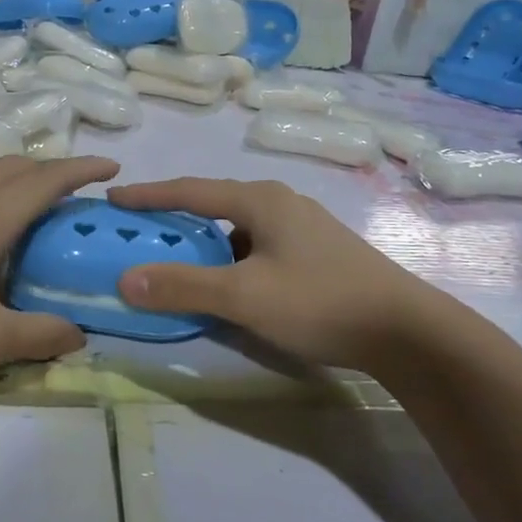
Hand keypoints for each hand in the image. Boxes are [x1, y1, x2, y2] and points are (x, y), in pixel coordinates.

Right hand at [110, 177, 462, 371]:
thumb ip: (183, 286)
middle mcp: (281, 204)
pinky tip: (227, 286)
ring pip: (237, 230)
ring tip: (176, 262)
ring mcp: (303, 228)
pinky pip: (257, 248)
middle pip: (213, 205)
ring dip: (204, 244)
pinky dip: (230, 260)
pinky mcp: (317, 254)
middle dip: (175, 219)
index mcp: (260, 200)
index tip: (113, 198)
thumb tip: (124, 279)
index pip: (190, 190)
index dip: (149, 195)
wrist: (407, 332)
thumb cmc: (320, 301)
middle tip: (140, 234)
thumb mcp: (244, 296)